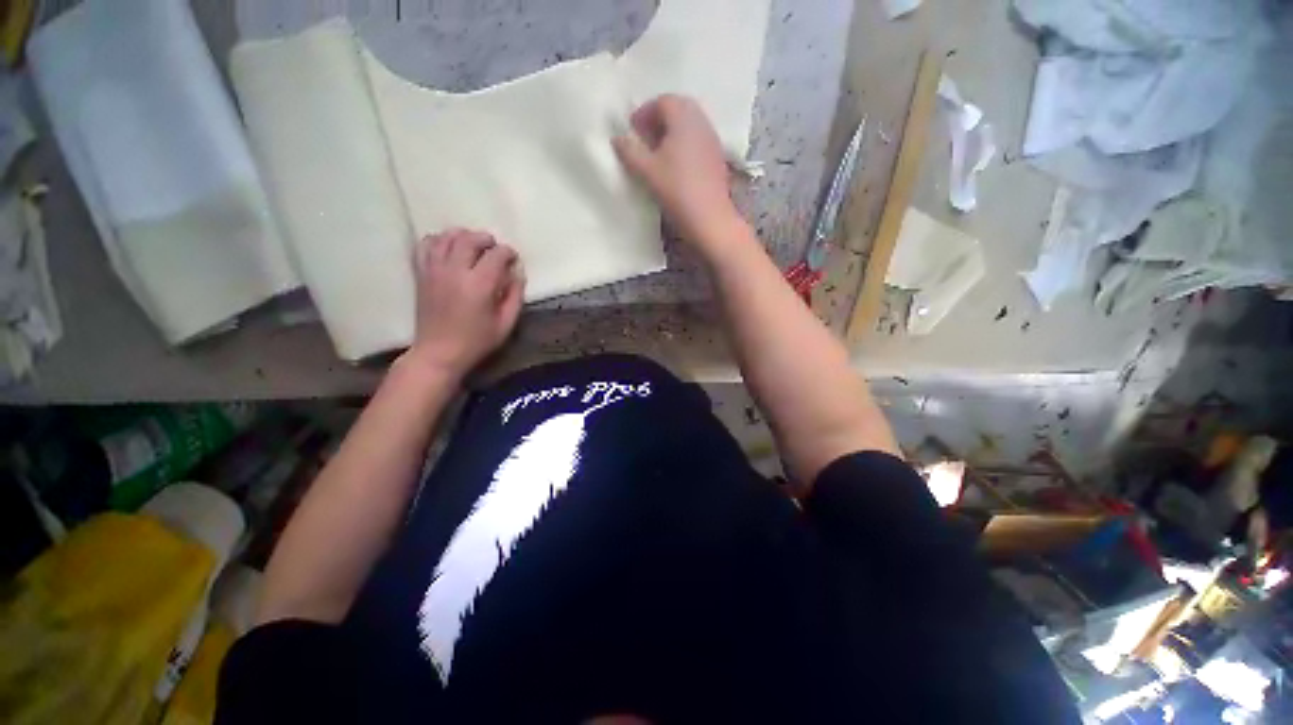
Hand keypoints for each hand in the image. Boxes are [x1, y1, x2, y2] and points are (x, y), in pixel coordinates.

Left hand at [404, 229, 524, 378]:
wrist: (439, 352)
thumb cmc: (477, 341)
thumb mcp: (506, 324)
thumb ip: (515, 296)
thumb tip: (516, 274)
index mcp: (480, 285)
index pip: (496, 254)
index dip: (508, 253)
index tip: (513, 259)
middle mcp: (455, 271)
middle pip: (470, 239)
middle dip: (486, 239)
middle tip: (494, 248)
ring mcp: (434, 270)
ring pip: (447, 237)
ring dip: (463, 235)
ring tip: (472, 245)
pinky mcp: (421, 274)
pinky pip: (426, 245)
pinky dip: (438, 240)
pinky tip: (448, 248)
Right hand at [613, 95, 744, 253]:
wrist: (709, 218)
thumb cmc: (676, 189)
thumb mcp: (647, 170)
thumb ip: (629, 151)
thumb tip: (618, 138)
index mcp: (683, 117)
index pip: (662, 101)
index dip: (644, 112)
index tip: (632, 129)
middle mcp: (701, 122)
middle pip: (678, 109)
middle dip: (658, 120)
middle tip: (644, 138)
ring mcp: (712, 140)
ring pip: (689, 125)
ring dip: (672, 133)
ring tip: (658, 154)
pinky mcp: (717, 158)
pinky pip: (697, 141)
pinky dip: (684, 145)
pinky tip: (675, 166)